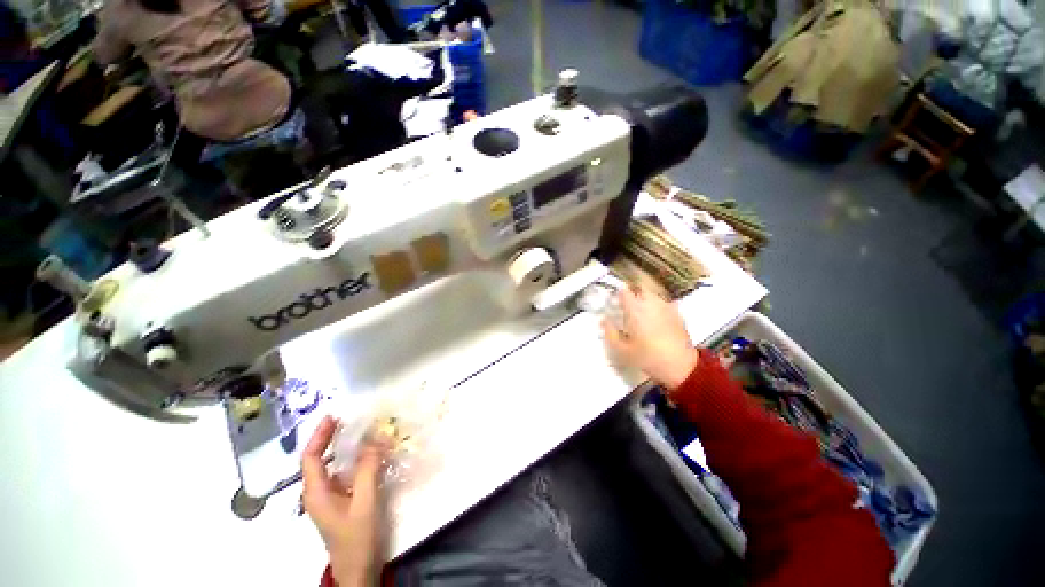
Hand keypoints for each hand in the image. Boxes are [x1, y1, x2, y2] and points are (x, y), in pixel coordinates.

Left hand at [302, 416, 386, 586]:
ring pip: (332, 466)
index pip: (310, 458)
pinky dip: (354, 460)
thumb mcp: (364, 502)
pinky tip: (369, 455)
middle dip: (330, 438)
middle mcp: (318, 493)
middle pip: (318, 459)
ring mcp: (330, 498)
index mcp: (316, 492)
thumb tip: (376, 438)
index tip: (333, 417)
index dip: (320, 436)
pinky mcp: (341, 502)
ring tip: (361, 432)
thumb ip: (368, 469)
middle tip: (349, 419)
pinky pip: (344, 474)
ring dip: (344, 448)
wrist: (358, 570)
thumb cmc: (357, 538)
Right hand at [601, 287, 698, 389]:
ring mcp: (666, 307)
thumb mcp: (622, 350)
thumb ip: (610, 333)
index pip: (624, 291)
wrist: (681, 366)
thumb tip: (604, 321)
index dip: (618, 295)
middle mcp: (650, 303)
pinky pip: (665, 304)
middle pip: (640, 288)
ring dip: (646, 300)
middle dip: (633, 294)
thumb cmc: (648, 357)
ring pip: (653, 295)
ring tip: (642, 314)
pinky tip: (657, 319)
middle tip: (628, 307)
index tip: (615, 303)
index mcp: (634, 309)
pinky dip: (659, 307)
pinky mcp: (677, 314)